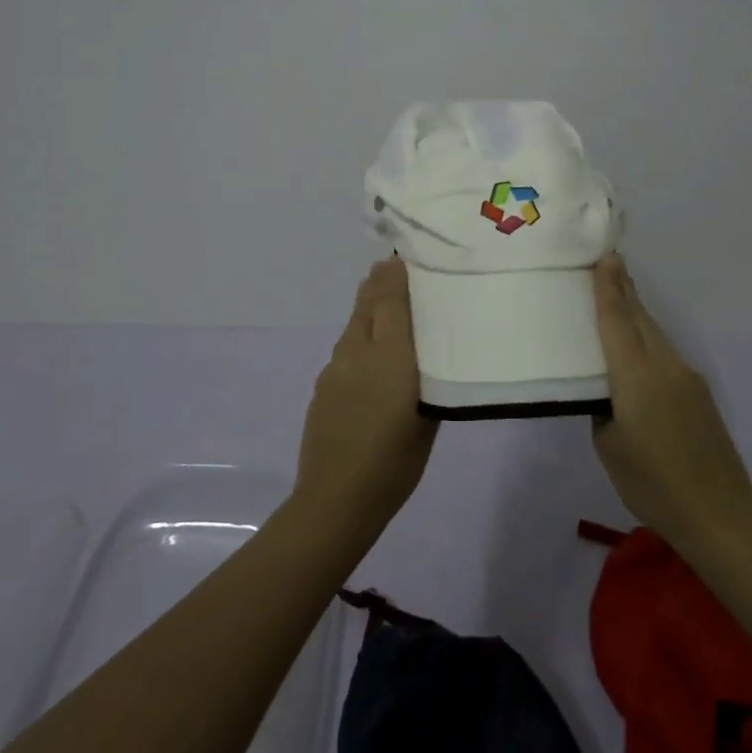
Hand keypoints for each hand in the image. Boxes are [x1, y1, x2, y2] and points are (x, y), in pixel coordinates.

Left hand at [294, 258, 435, 536]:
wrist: (336, 499)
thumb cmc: (396, 462)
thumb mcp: (428, 415)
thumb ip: (427, 373)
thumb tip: (425, 346)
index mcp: (391, 356)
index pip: (392, 298)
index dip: (399, 272)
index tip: (410, 253)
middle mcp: (359, 350)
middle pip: (369, 302)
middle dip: (382, 280)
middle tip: (399, 266)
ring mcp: (336, 366)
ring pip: (355, 321)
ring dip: (370, 305)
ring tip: (387, 298)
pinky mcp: (323, 383)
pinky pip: (346, 345)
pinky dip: (360, 333)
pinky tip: (371, 348)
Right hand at [591, 254, 751, 548]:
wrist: (719, 513)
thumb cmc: (653, 484)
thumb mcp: (610, 448)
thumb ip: (604, 410)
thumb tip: (608, 396)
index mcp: (636, 377)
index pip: (617, 321)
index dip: (609, 287)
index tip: (606, 255)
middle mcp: (664, 366)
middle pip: (640, 318)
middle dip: (623, 289)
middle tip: (607, 263)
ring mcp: (687, 377)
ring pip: (655, 334)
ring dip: (636, 313)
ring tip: (618, 296)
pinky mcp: (699, 393)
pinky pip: (666, 353)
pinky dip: (648, 340)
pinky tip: (638, 349)